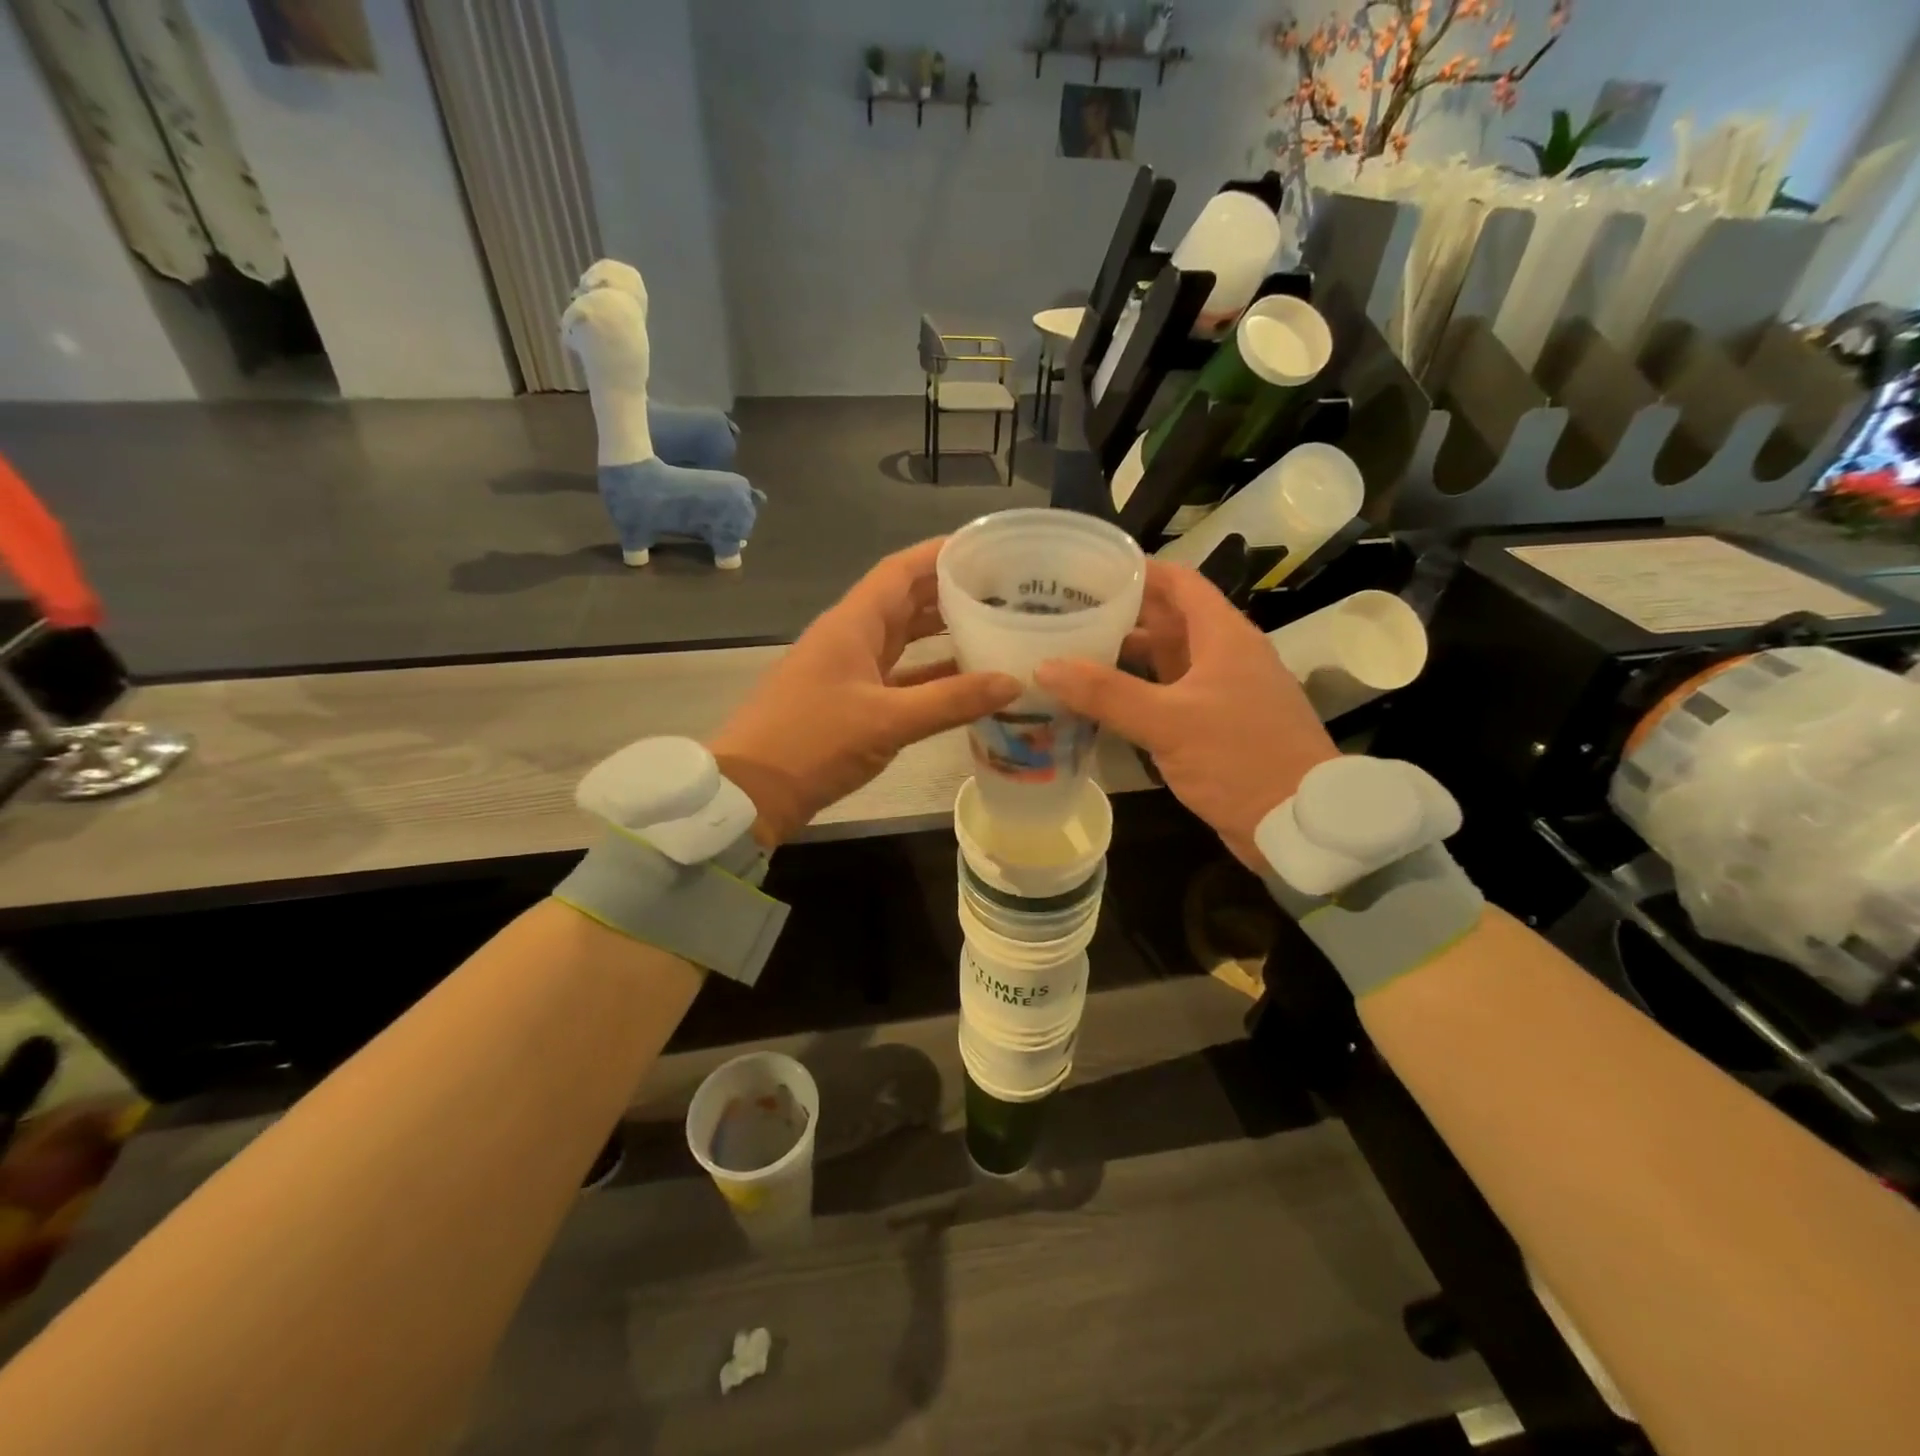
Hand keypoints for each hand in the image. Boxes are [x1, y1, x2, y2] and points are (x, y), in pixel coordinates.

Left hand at [709, 539, 1019, 845]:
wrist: (751, 792)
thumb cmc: (812, 743)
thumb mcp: (887, 721)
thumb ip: (951, 701)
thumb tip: (1014, 682)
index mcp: (852, 623)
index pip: (901, 570)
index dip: (941, 554)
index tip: (987, 549)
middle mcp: (851, 637)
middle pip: (906, 601)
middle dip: (952, 592)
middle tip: (1005, 591)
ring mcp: (849, 670)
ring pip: (903, 639)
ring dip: (943, 633)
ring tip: (994, 627)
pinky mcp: (851, 701)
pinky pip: (899, 676)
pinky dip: (930, 675)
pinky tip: (965, 682)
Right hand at [1034, 561, 1336, 869]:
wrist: (1299, 824)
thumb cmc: (1240, 758)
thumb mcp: (1168, 722)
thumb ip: (1105, 693)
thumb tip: (1044, 666)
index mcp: (1223, 636)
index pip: (1178, 582)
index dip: (1136, 570)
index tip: (1087, 569)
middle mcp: (1224, 655)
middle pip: (1167, 619)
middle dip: (1120, 613)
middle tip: (1065, 613)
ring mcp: (1220, 692)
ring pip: (1165, 661)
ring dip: (1124, 656)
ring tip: (1071, 652)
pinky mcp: (1214, 727)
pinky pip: (1167, 696)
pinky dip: (1135, 693)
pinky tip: (1099, 703)